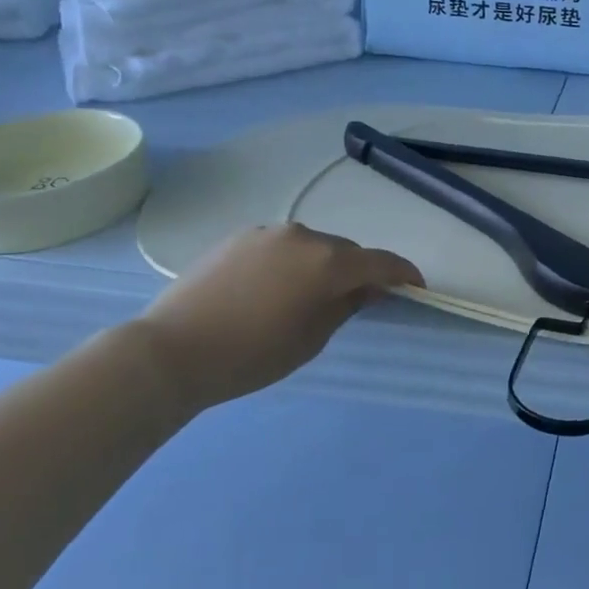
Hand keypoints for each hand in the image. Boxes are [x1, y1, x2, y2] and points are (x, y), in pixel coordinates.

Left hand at [134, 223, 421, 414]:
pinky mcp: (240, 236)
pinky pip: (282, 246)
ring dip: (322, 266)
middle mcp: (304, 236)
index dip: (404, 274)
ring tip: (305, 297)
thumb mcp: (311, 339)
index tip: (417, 287)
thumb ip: (348, 306)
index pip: (381, 263)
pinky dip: (291, 262)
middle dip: (357, 272)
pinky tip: (271, 289)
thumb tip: (369, 289)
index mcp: (328, 263)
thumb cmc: (252, 355)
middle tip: (356, 301)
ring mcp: (269, 232)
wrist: (172, 350)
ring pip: (313, 246)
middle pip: (346, 251)